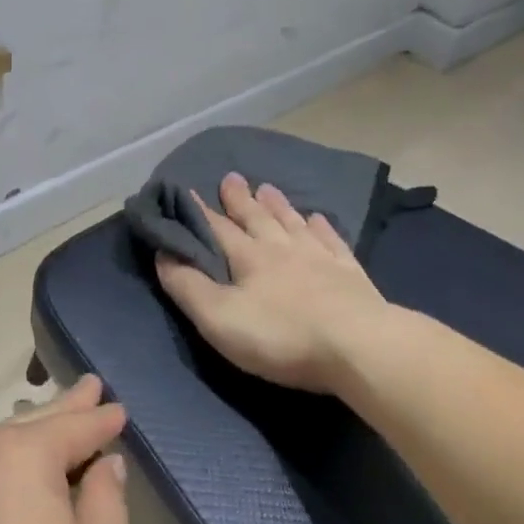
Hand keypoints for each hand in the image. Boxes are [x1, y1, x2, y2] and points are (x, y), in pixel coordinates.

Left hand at [0, 376, 129, 523]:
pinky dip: (4, 463)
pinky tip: (14, 477)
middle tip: (89, 385)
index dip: (103, 418)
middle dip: (68, 406)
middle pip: (36, 421)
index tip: (119, 410)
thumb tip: (103, 465)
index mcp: (22, 451)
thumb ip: (108, 498)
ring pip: (1, 441)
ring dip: (33, 434)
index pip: (76, 424)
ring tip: (56, 425)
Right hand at [156, 172, 386, 394]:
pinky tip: (318, 218)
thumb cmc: (281, 336)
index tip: (187, 191)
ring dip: (278, 205)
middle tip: (231, 177)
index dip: (199, 212)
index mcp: (249, 258)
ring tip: (268, 188)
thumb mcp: (218, 319)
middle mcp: (283, 249)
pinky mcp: (350, 274)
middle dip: (240, 200)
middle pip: (257, 218)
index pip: (217, 229)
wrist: (359, 346)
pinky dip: (321, 227)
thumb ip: (188, 286)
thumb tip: (164, 253)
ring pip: (293, 223)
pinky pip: (332, 241)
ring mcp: (321, 258)